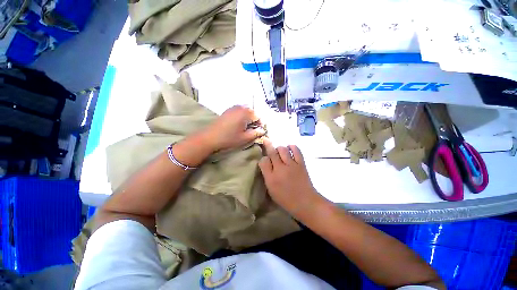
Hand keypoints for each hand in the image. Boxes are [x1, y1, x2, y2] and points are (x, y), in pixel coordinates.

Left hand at [202, 106, 265, 151]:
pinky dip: (241, 117)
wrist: (210, 137)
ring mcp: (232, 108)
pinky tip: (237, 126)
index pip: (258, 116)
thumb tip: (262, 130)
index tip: (258, 132)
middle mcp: (240, 107)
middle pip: (252, 113)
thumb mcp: (245, 138)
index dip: (260, 125)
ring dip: (247, 119)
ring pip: (245, 112)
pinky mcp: (227, 111)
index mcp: (246, 113)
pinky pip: (238, 112)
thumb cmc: (229, 138)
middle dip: (254, 121)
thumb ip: (256, 133)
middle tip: (251, 131)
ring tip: (244, 129)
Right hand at [258, 139, 322, 216]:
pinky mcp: (301, 163)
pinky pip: (296, 150)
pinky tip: (290, 148)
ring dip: (279, 148)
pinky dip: (292, 147)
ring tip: (279, 151)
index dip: (263, 158)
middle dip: (268, 146)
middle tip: (267, 141)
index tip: (265, 160)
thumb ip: (267, 176)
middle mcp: (280, 169)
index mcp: (271, 178)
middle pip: (272, 152)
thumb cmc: (286, 199)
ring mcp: (291, 165)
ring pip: (282, 149)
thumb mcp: (272, 191)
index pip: (263, 161)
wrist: (306, 202)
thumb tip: (266, 164)